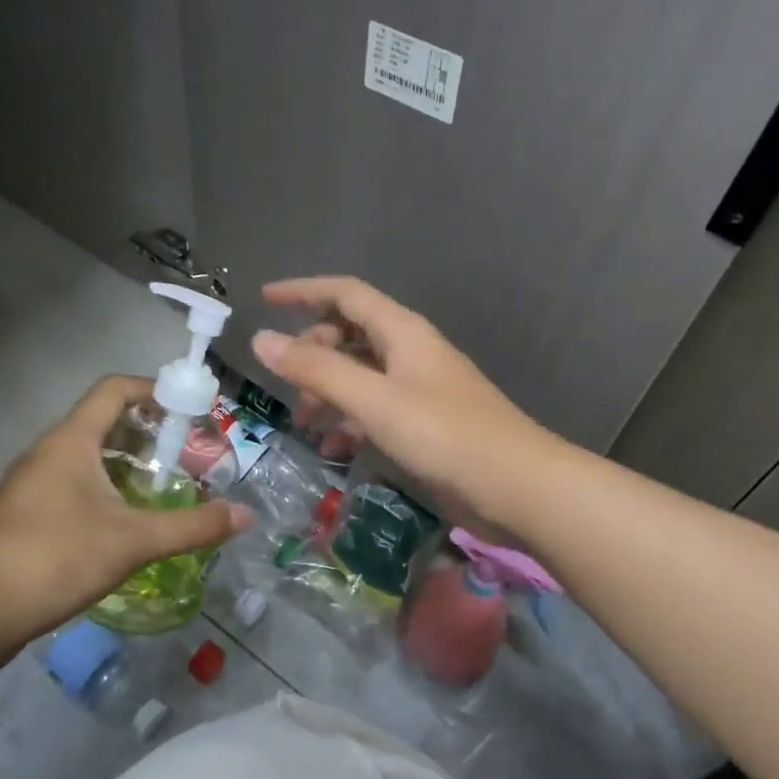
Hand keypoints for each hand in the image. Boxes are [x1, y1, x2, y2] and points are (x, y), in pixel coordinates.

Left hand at [0, 376, 251, 658]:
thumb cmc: (54, 557)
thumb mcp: (132, 541)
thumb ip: (191, 526)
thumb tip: (245, 515)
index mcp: (71, 441)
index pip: (114, 389)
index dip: (155, 389)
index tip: (190, 408)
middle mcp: (48, 452)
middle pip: (103, 422)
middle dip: (148, 432)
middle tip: (186, 454)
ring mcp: (31, 484)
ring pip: (87, 457)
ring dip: (126, 464)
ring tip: (162, 488)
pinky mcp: (24, 515)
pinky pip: (72, 485)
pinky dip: (104, 490)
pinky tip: (124, 523)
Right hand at [251, 276, 551, 529]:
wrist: (517, 486)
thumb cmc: (444, 435)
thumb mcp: (374, 400)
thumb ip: (317, 370)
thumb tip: (262, 339)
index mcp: (401, 331)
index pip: (345, 293)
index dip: (303, 291)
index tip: (264, 300)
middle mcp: (409, 351)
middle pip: (349, 334)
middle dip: (312, 353)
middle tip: (287, 385)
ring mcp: (417, 388)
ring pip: (359, 374)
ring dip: (328, 391)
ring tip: (305, 424)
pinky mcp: (423, 422)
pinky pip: (374, 408)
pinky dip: (349, 420)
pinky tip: (337, 448)